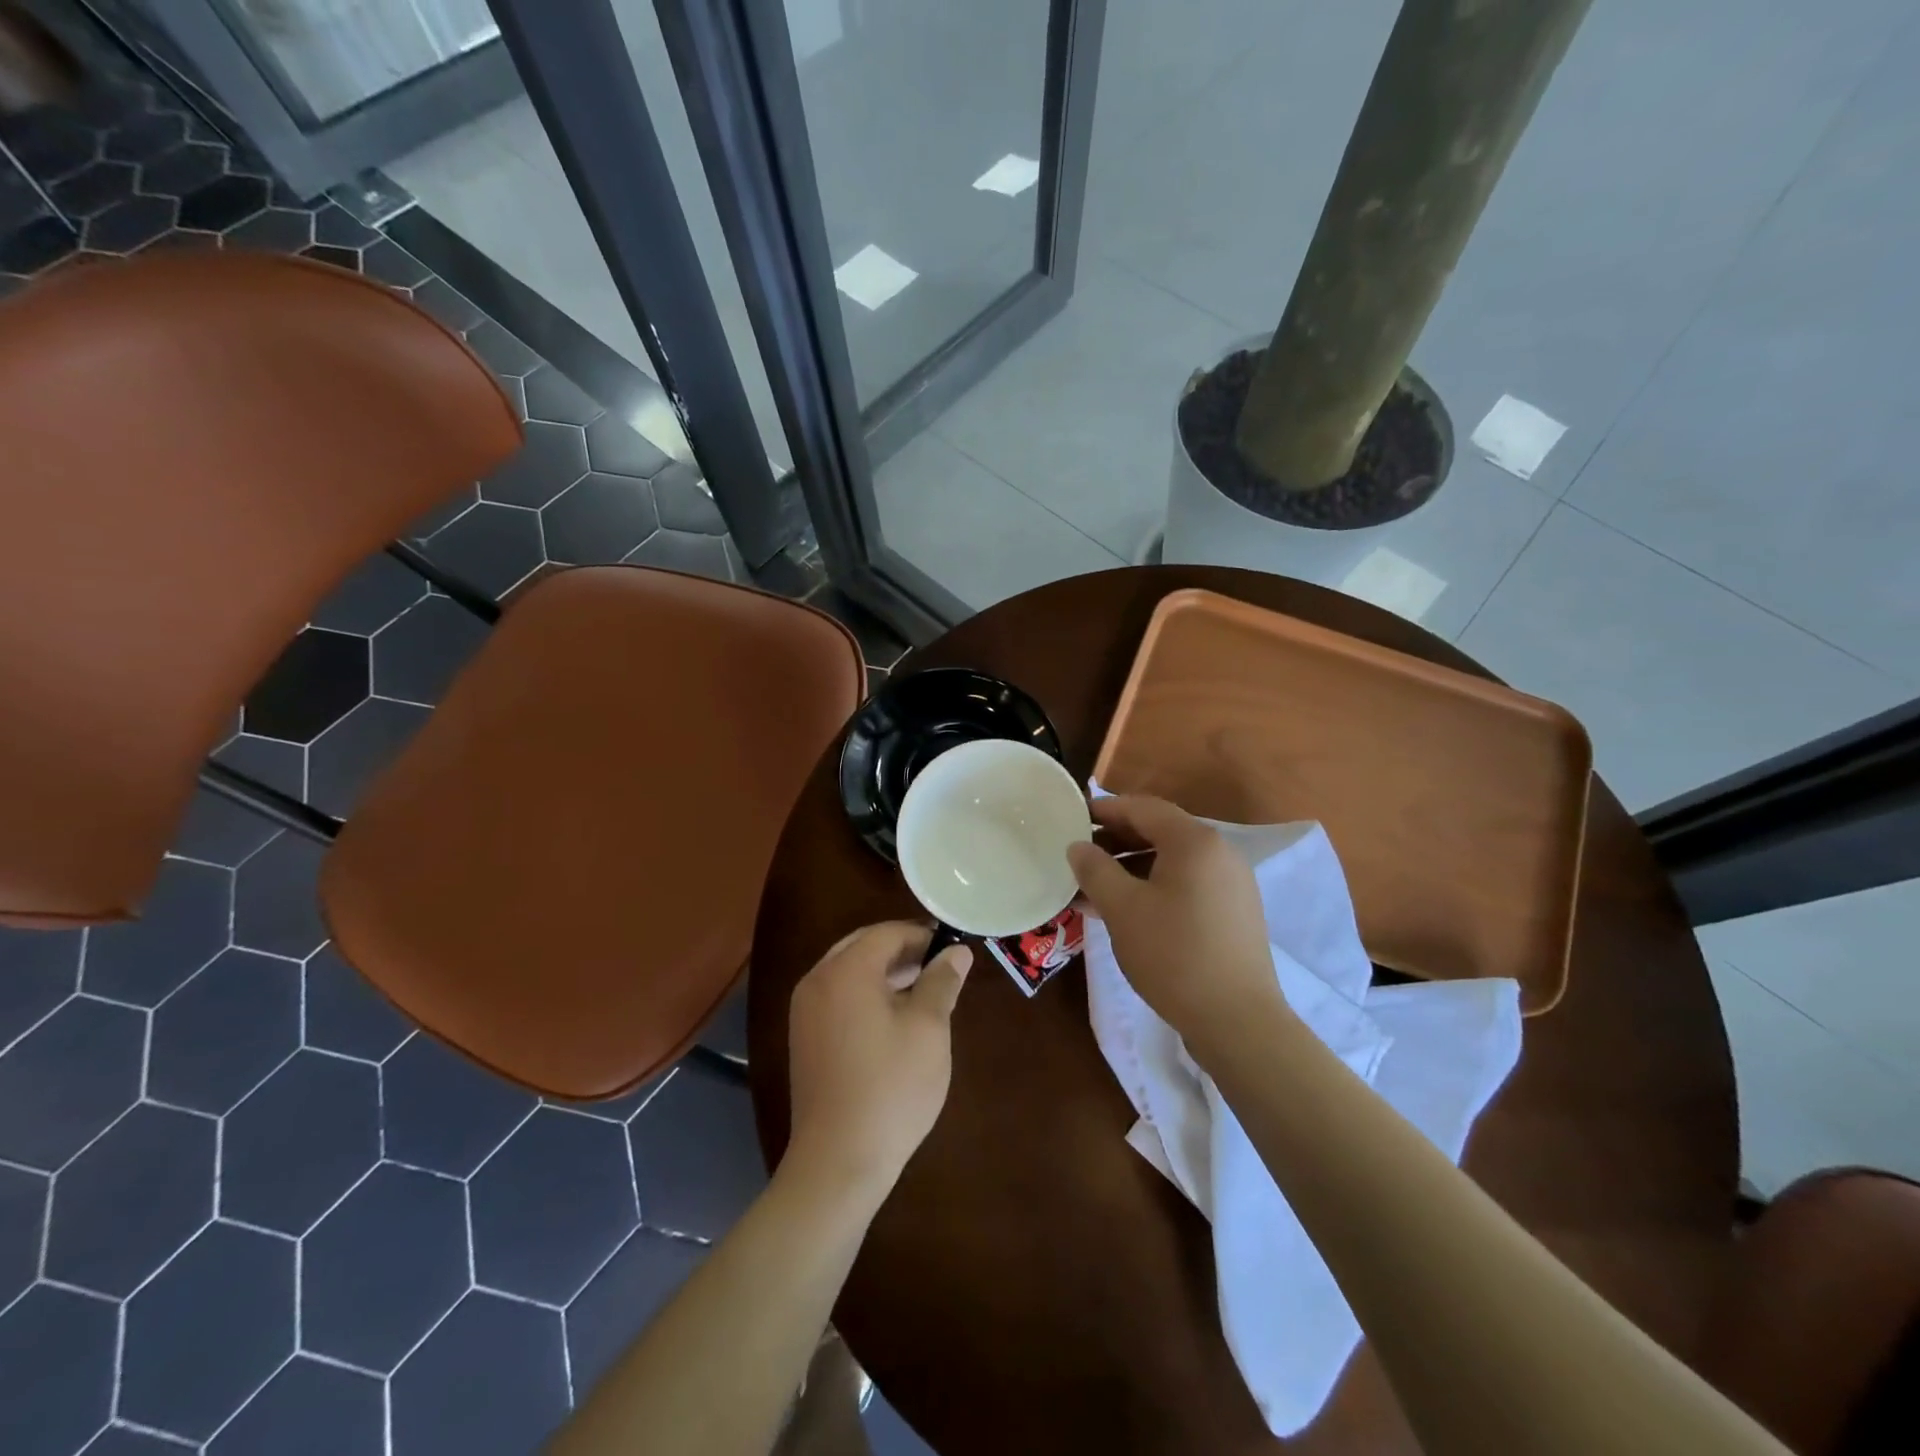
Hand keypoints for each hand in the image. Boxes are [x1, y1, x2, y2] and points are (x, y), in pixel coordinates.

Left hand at [786, 921, 971, 1199]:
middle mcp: (817, 980)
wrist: (838, 1161)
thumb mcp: (929, 1029)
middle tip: (940, 968)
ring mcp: (805, 1011)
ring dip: (885, 973)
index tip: (953, 950)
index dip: (923, 936)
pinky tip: (895, 1019)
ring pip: (850, 972)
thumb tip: (956, 952)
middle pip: (864, 947)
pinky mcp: (804, 1038)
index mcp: (845, 970)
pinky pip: (838, 997)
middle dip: (903, 952)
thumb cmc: (891, 1088)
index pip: (887, 933)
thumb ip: (942, 982)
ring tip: (924, 992)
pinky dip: (866, 995)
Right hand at [1067, 796, 1290, 1054]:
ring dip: (1130, 869)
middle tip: (1079, 855)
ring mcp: (1230, 884)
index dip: (1105, 810)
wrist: (1237, 1021)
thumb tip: (1078, 847)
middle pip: (1159, 832)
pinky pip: (1185, 885)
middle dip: (1115, 841)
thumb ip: (1095, 870)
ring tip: (1092, 889)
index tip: (1073, 818)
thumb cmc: (1174, 954)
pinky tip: (1124, 912)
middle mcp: (1219, 853)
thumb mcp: (1123, 909)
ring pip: (1170, 862)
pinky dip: (1152, 888)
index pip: (1143, 808)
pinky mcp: (1233, 913)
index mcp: (1195, 842)